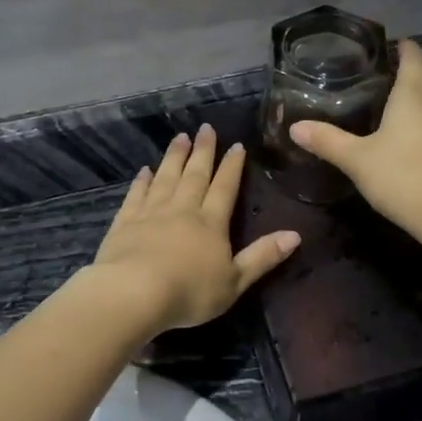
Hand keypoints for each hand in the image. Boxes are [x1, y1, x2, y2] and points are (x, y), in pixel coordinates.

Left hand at [92, 123, 300, 332]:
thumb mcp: (235, 281)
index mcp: (211, 223)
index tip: (236, 145)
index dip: (232, 166)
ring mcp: (152, 213)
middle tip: (206, 128)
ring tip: (180, 137)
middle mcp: (183, 210)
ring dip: (175, 157)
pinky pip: (136, 195)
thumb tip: (295, 234)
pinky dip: (142, 181)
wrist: (135, 292)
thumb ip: (262, 257)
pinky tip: (145, 170)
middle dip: (203, 151)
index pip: (225, 188)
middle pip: (195, 175)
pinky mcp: (126, 221)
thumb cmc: (190, 292)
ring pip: (166, 177)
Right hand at [289, 40, 421, 239]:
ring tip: (416, 91)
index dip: (405, 48)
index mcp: (413, 94)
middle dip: (420, 66)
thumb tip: (294, 127)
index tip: (394, 43)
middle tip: (400, 67)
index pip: (414, 58)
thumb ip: (327, 140)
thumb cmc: (401, 176)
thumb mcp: (356, 159)